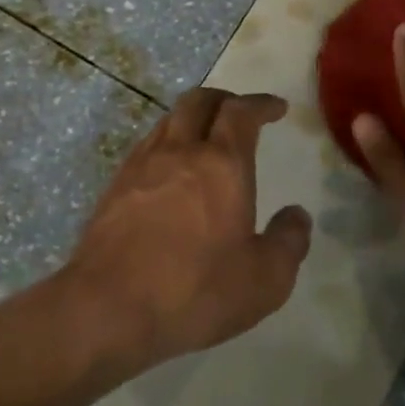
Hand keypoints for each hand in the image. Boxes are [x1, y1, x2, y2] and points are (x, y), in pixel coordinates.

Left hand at [65, 87, 310, 368]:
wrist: (107, 306)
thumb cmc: (194, 291)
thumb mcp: (264, 280)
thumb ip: (289, 242)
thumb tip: (297, 215)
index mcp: (222, 164)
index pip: (242, 113)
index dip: (261, 104)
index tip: (276, 107)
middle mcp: (180, 151)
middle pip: (199, 101)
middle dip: (224, 99)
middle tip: (239, 112)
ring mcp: (142, 165)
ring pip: (169, 120)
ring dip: (192, 117)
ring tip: (204, 137)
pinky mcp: (115, 185)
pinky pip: (147, 145)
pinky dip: (167, 142)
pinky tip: (170, 170)